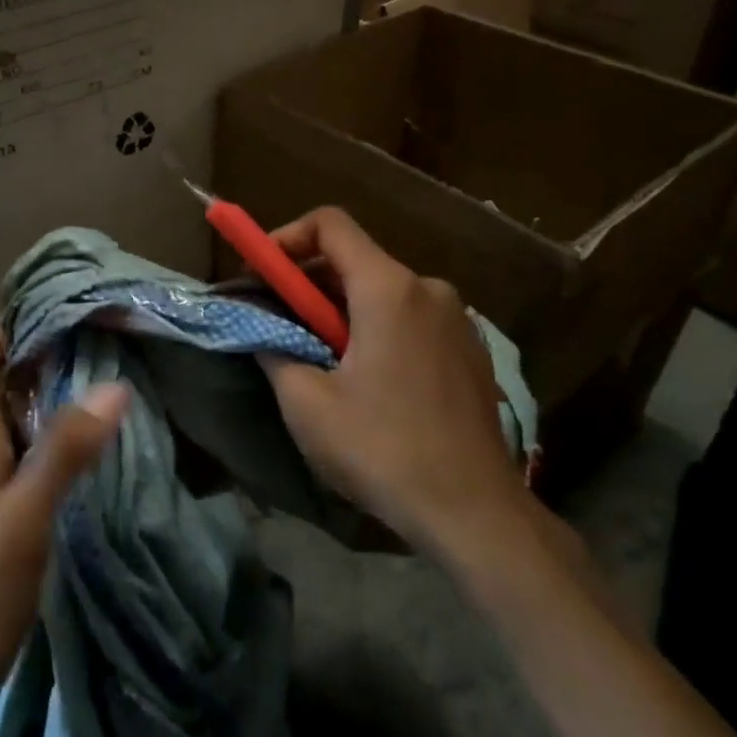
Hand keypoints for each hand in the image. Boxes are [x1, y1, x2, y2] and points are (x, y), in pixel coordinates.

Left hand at [0, 333, 126, 736]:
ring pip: (16, 430)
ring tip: (108, 393)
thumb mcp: (25, 516)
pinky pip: (26, 468)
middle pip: (1, 391)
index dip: (10, 333)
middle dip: (43, 364)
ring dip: (53, 406)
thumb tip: (114, 384)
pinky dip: (56, 450)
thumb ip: (65, 450)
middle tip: (103, 349)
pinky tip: (91, 463)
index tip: (61, 315)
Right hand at [259, 208, 522, 548]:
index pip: (331, 224)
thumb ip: (274, 352)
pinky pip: (411, 318)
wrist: (474, 512)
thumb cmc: (382, 450)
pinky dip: (377, 328)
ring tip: (320, 360)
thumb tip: (263, 333)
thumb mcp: (306, 404)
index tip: (261, 273)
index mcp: (389, 289)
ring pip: (384, 291)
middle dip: (309, 282)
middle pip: (356, 259)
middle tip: (279, 323)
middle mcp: (429, 289)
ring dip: (342, 310)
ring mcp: (457, 319)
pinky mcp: (470, 349)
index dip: (287, 237)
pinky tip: (367, 380)